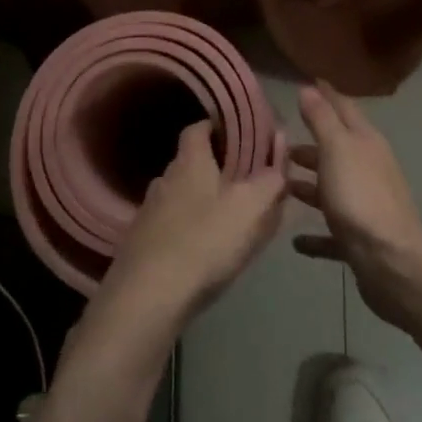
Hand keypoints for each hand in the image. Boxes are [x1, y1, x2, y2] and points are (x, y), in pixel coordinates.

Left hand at [94, 121, 289, 334]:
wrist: (149, 295)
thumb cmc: (206, 241)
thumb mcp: (252, 207)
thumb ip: (271, 178)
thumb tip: (280, 148)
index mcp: (190, 162)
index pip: (197, 128)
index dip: (216, 127)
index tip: (238, 135)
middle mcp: (164, 179)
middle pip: (190, 163)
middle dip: (215, 169)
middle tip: (243, 183)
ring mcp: (148, 212)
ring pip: (180, 196)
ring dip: (201, 201)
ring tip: (227, 219)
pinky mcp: (141, 242)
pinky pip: (171, 225)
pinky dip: (188, 229)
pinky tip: (203, 249)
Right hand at [289, 82, 421, 327]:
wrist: (390, 261)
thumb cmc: (360, 197)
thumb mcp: (337, 149)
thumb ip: (322, 119)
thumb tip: (309, 87)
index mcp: (366, 144)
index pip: (344, 109)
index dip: (326, 95)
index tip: (305, 83)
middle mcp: (369, 170)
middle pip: (337, 151)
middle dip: (310, 145)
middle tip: (278, 142)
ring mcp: (366, 206)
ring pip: (333, 190)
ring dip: (310, 187)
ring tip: (281, 186)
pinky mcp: (360, 241)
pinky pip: (332, 233)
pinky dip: (316, 235)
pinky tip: (296, 241)